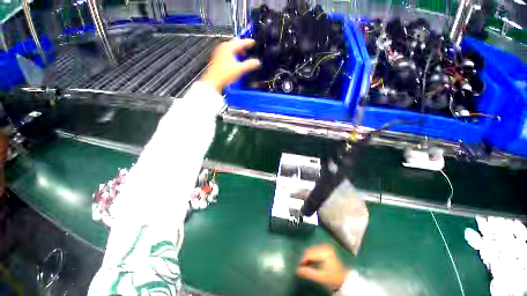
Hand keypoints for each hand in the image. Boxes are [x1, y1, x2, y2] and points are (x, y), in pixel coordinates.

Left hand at [200, 38, 260, 92]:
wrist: (213, 81)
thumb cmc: (226, 74)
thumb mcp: (239, 70)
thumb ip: (249, 65)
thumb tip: (258, 62)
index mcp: (229, 47)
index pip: (241, 42)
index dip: (249, 42)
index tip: (255, 43)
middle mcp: (224, 46)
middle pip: (236, 43)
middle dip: (243, 45)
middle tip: (250, 48)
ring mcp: (220, 51)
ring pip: (231, 47)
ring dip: (238, 50)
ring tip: (244, 55)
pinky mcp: (218, 57)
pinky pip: (228, 52)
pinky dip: (234, 53)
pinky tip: (236, 60)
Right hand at [296, 244, 347, 290]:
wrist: (343, 279)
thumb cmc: (332, 278)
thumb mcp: (321, 277)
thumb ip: (309, 273)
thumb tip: (297, 270)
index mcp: (325, 252)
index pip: (310, 254)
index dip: (303, 260)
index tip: (299, 267)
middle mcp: (325, 246)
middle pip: (310, 250)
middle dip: (305, 258)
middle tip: (302, 266)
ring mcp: (326, 246)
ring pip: (312, 249)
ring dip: (308, 256)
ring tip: (306, 264)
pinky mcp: (326, 247)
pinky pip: (315, 249)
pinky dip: (311, 255)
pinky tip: (310, 261)